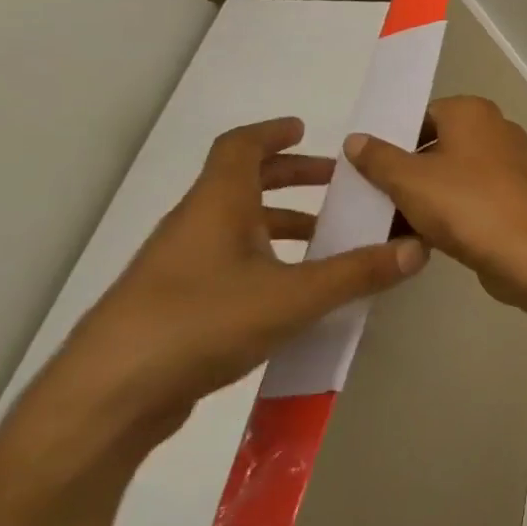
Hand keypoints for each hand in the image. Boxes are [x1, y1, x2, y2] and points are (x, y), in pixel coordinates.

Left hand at [15, 118, 427, 465]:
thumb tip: (418, 248)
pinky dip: (266, 260)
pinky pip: (230, 263)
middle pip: (243, 184)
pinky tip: (292, 293)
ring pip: (237, 227)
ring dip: (281, 224)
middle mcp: (195, 226)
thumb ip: (358, 273)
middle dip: (291, 178)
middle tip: (335, 184)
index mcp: (217, 205)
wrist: (109, 396)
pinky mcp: (177, 304)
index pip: (240, 147)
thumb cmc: (201, 322)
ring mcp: (180, 266)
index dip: (272, 132)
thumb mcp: (294, 296)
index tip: (305, 129)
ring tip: (326, 241)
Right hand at [344, 96, 526, 316]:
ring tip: (390, 222)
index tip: (367, 169)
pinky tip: (422, 238)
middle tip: (373, 198)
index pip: (421, 115)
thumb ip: (378, 157)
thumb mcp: (409, 180)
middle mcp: (496, 130)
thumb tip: (356, 139)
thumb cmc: (466, 205)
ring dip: (424, 196)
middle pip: (436, 146)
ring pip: (453, 175)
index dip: (392, 141)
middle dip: (405, 172)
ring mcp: (511, 165)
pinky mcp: (516, 198)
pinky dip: (449, 212)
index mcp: (473, 112)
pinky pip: (471, 198)